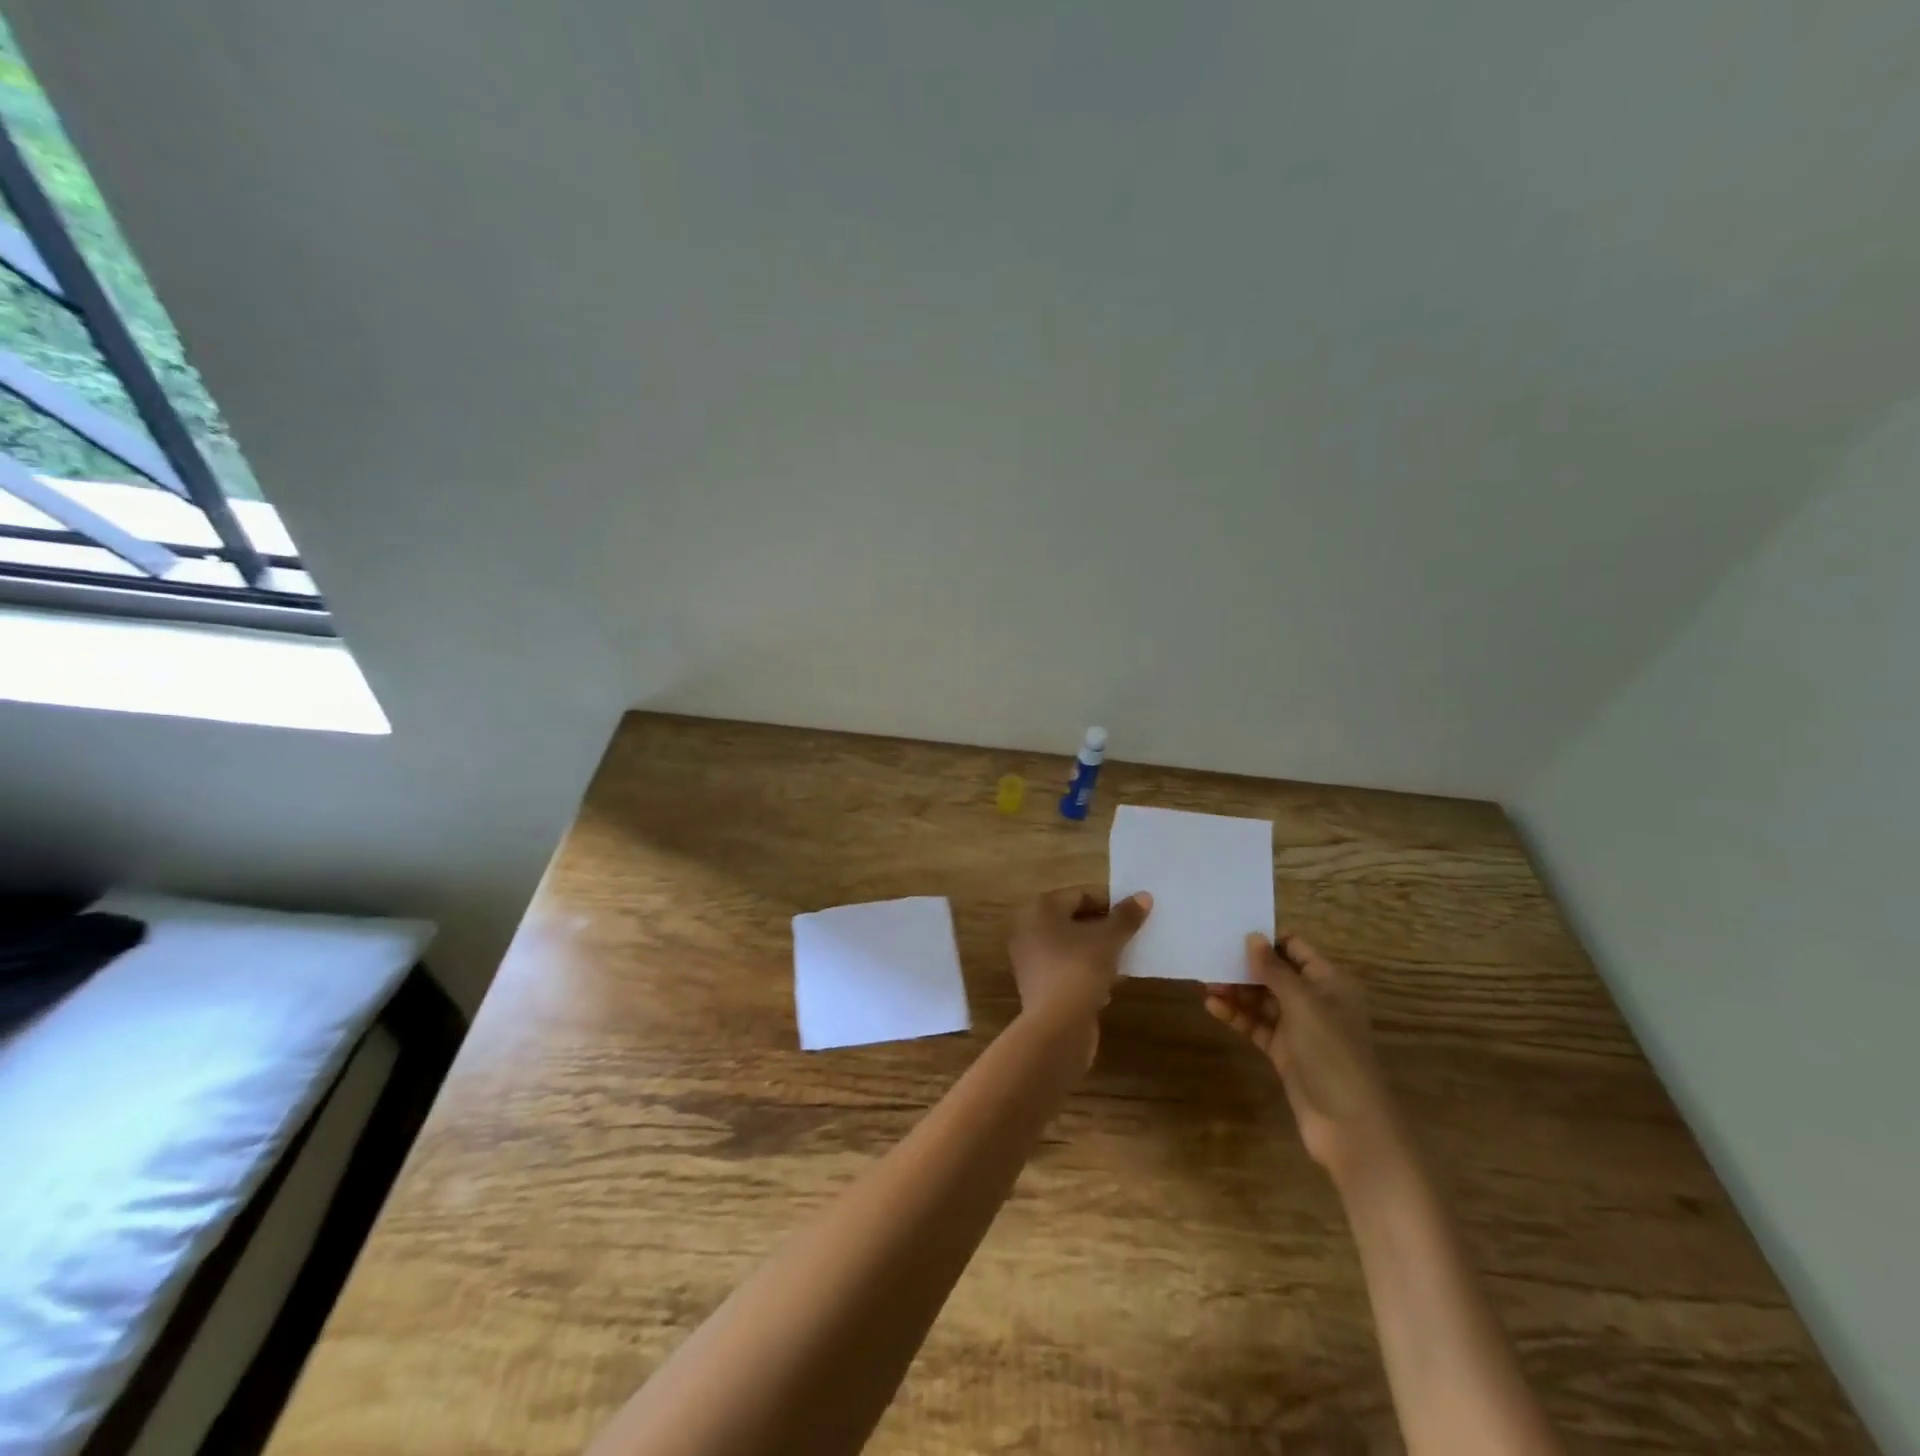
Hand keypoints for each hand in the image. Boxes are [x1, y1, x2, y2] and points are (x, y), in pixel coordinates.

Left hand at [1008, 886, 1151, 1058]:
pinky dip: (1088, 972)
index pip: (1080, 894)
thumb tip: (1144, 896)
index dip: (1110, 901)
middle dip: (1105, 927)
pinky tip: (1110, 984)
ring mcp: (1031, 960)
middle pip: (1074, 919)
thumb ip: (1125, 917)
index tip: (1136, 913)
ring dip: (1098, 950)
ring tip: (1126, 958)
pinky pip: (1068, 969)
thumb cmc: (1079, 970)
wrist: (1056, 1027)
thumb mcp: (1108, 940)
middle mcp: (1029, 930)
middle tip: (1133, 934)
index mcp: (1040, 909)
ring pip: (1072, 947)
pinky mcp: (1038, 987)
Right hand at [1205, 933, 1401, 1183]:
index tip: (1231, 930)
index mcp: (1330, 982)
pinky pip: (1257, 1025)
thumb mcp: (1302, 1004)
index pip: (1295, 948)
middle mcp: (1316, 1001)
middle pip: (1275, 973)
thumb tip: (1253, 937)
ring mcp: (1300, 1028)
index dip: (1267, 939)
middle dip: (1244, 966)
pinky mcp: (1284, 1052)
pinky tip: (1213, 1007)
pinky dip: (1237, 1016)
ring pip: (1262, 1000)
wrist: (1349, 1125)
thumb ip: (1274, 970)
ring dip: (1236, 991)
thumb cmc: (1331, 1053)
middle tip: (1210, 958)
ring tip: (1206, 984)